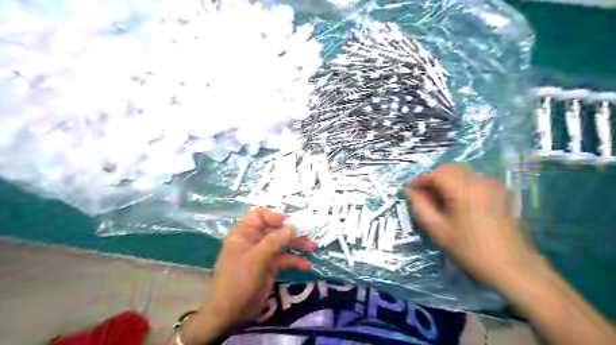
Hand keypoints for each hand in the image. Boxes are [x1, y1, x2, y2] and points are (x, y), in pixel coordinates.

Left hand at [178, 209, 313, 343]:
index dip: (275, 217)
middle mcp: (253, 240)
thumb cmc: (240, 279)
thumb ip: (276, 240)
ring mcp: (261, 254)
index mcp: (244, 233)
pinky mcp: (268, 267)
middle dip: (291, 232)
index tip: (291, 224)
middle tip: (308, 235)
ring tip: (312, 248)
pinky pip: (283, 259)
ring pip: (281, 244)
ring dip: (296, 245)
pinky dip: (293, 261)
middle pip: (274, 229)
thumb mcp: (258, 257)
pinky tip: (305, 265)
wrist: (230, 312)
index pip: (260, 215)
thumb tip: (293, 226)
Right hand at [406, 165, 533, 285]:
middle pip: (449, 169)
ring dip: (446, 181)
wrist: (512, 267)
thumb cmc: (470, 250)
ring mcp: (493, 185)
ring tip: (440, 202)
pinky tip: (457, 203)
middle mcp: (480, 181)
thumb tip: (409, 191)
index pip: (435, 175)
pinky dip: (460, 185)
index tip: (410, 191)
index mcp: (464, 190)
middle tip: (425, 197)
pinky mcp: (500, 191)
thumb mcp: (438, 230)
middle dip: (433, 179)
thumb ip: (420, 206)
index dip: (419, 181)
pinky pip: (473, 179)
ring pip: (461, 172)